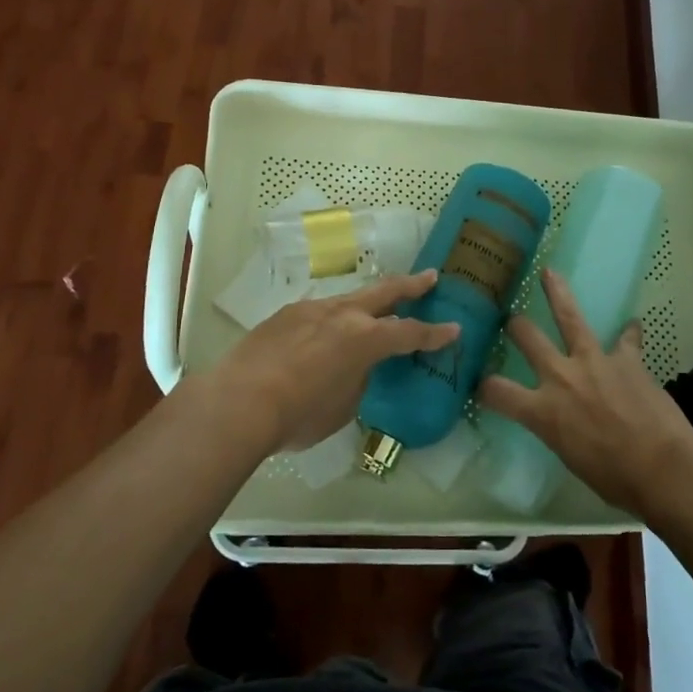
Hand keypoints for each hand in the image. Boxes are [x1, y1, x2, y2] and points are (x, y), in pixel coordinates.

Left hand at [196, 270, 459, 455]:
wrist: (238, 402)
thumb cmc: (298, 415)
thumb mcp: (342, 407)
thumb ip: (357, 379)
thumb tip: (355, 368)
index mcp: (365, 339)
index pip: (410, 332)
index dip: (435, 333)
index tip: (454, 328)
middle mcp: (342, 315)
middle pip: (385, 292)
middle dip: (411, 285)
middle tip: (430, 277)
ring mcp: (311, 310)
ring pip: (348, 299)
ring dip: (366, 302)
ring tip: (373, 309)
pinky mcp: (284, 315)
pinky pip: (318, 313)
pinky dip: (331, 320)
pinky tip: (322, 335)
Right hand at [477, 269, 692, 515]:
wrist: (661, 467)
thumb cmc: (615, 479)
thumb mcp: (572, 459)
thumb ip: (561, 432)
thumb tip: (565, 425)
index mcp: (543, 411)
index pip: (498, 392)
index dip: (484, 386)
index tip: (479, 383)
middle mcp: (561, 377)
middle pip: (528, 338)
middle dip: (516, 325)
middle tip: (512, 318)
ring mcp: (594, 361)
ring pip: (569, 317)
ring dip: (558, 293)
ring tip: (550, 272)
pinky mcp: (626, 359)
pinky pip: (627, 339)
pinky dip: (629, 334)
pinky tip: (633, 325)